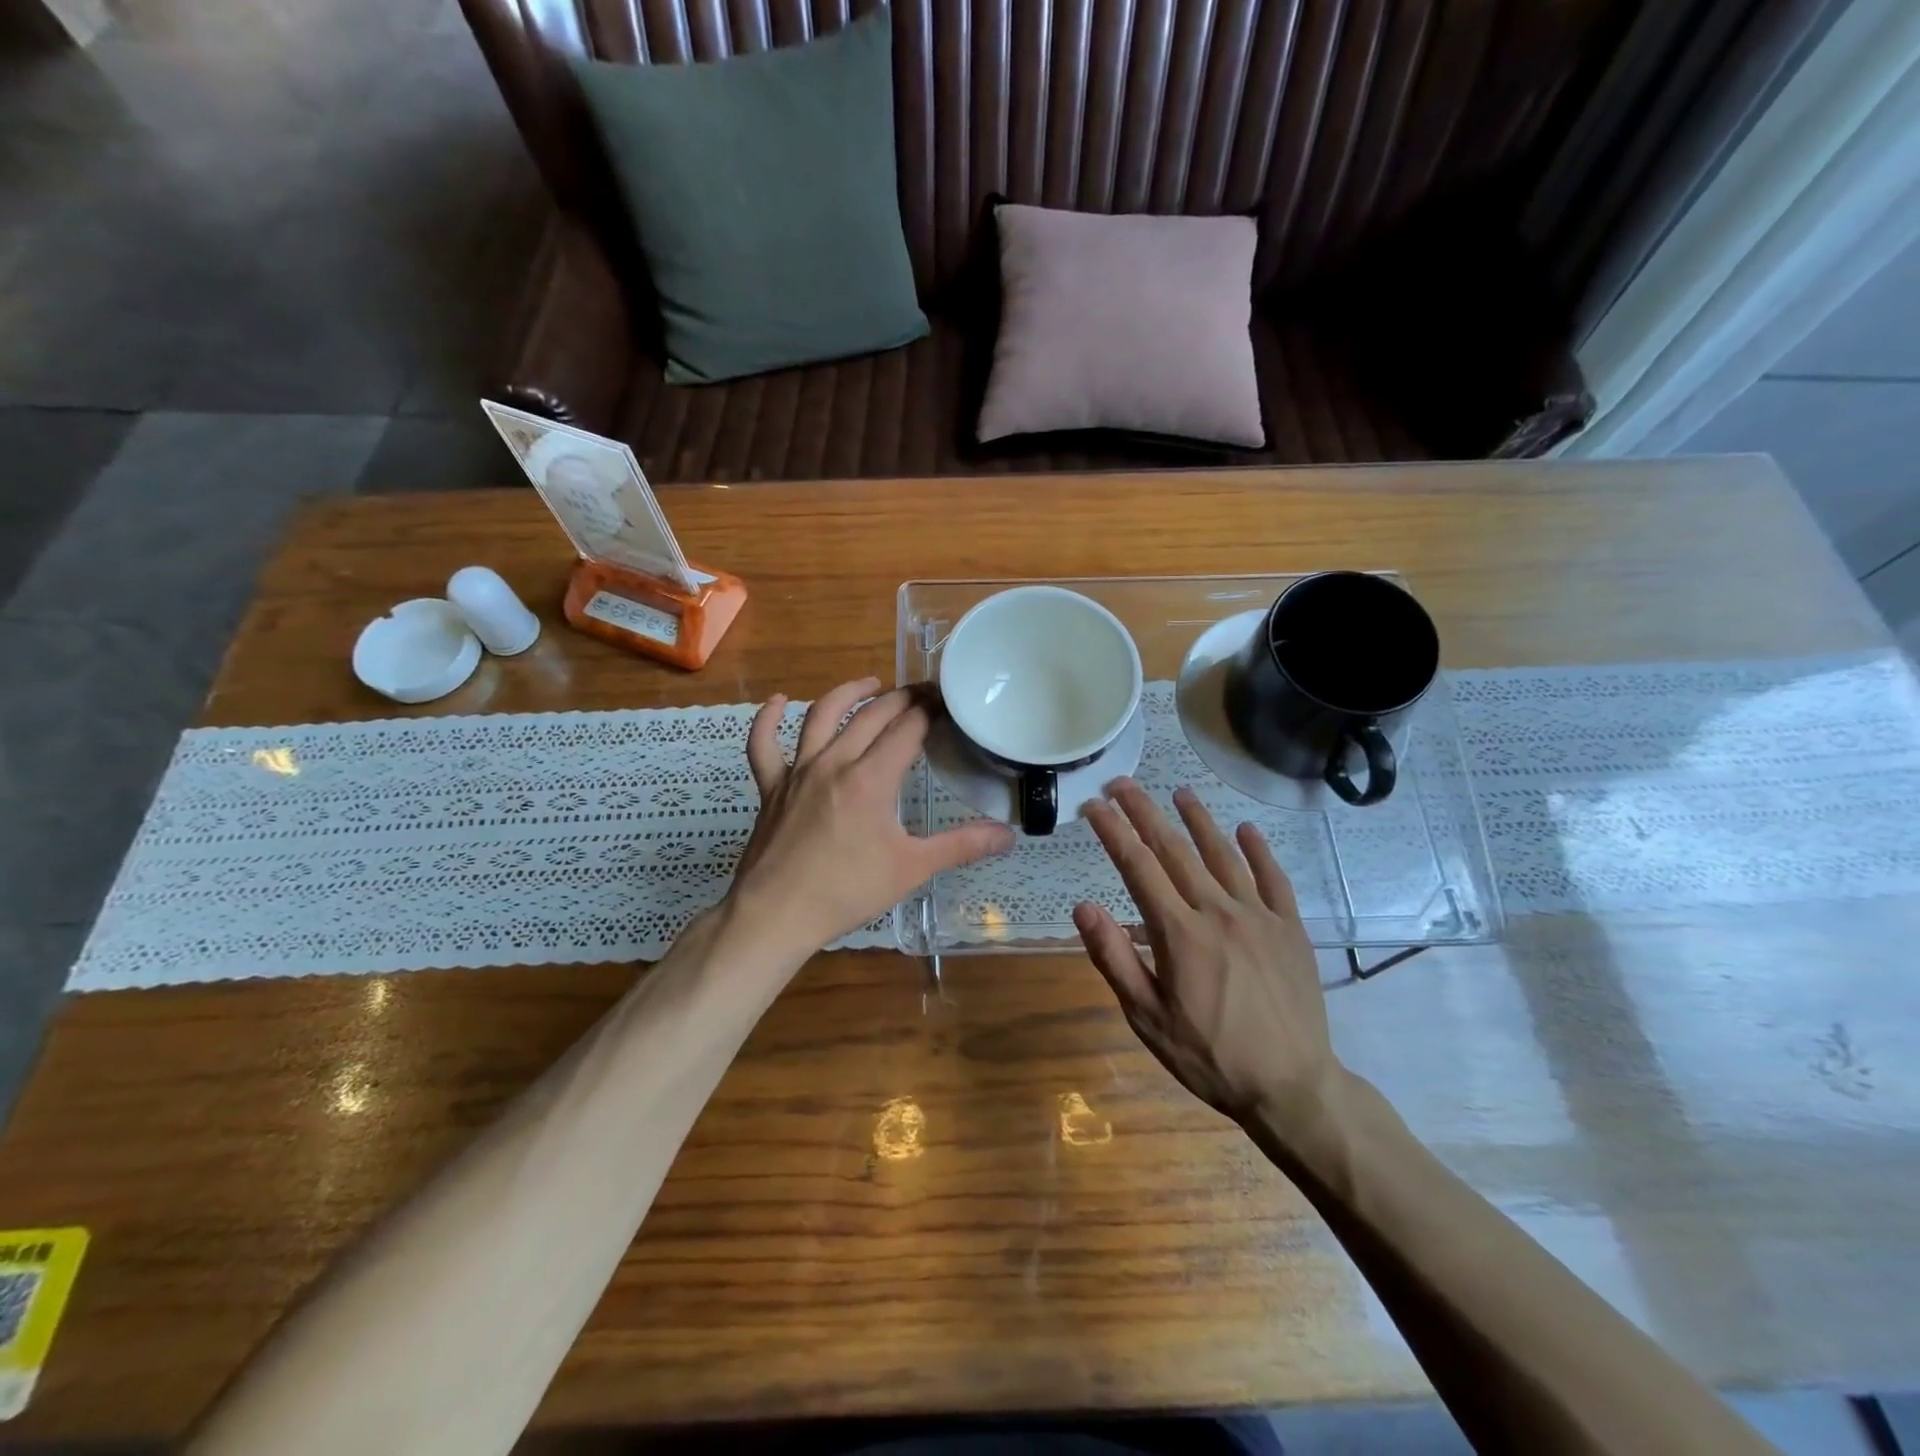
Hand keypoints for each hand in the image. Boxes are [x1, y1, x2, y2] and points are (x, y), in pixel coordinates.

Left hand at [732, 677, 1014, 956]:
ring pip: (821, 716)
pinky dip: (768, 720)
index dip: (930, 711)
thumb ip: (961, 846)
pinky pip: (763, 745)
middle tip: (922, 693)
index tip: (946, 701)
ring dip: (848, 694)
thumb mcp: (912, 869)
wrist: (776, 915)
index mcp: (871, 779)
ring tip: (870, 684)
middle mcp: (834, 762)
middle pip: (871, 716)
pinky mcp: (771, 787)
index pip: (907, 729)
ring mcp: (798, 771)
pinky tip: (778, 703)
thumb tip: (1008, 835)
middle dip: (901, 699)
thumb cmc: (847, 892)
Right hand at [1074, 780, 1336, 1132]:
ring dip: (1198, 820)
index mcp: (1179, 933)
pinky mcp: (1290, 929)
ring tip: (1179, 792)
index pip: (1137, 866)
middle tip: (1122, 783)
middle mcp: (1218, 911)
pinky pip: (1273, 879)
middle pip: (1175, 849)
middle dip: (1144, 812)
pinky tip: (1245, 830)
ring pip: (1223, 855)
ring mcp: (1259, 916)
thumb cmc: (1209, 1056)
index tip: (1093, 805)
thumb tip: (1083, 907)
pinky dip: (1258, 851)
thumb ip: (1114, 958)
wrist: (1292, 1088)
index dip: (1112, 831)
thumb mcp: (1147, 1017)